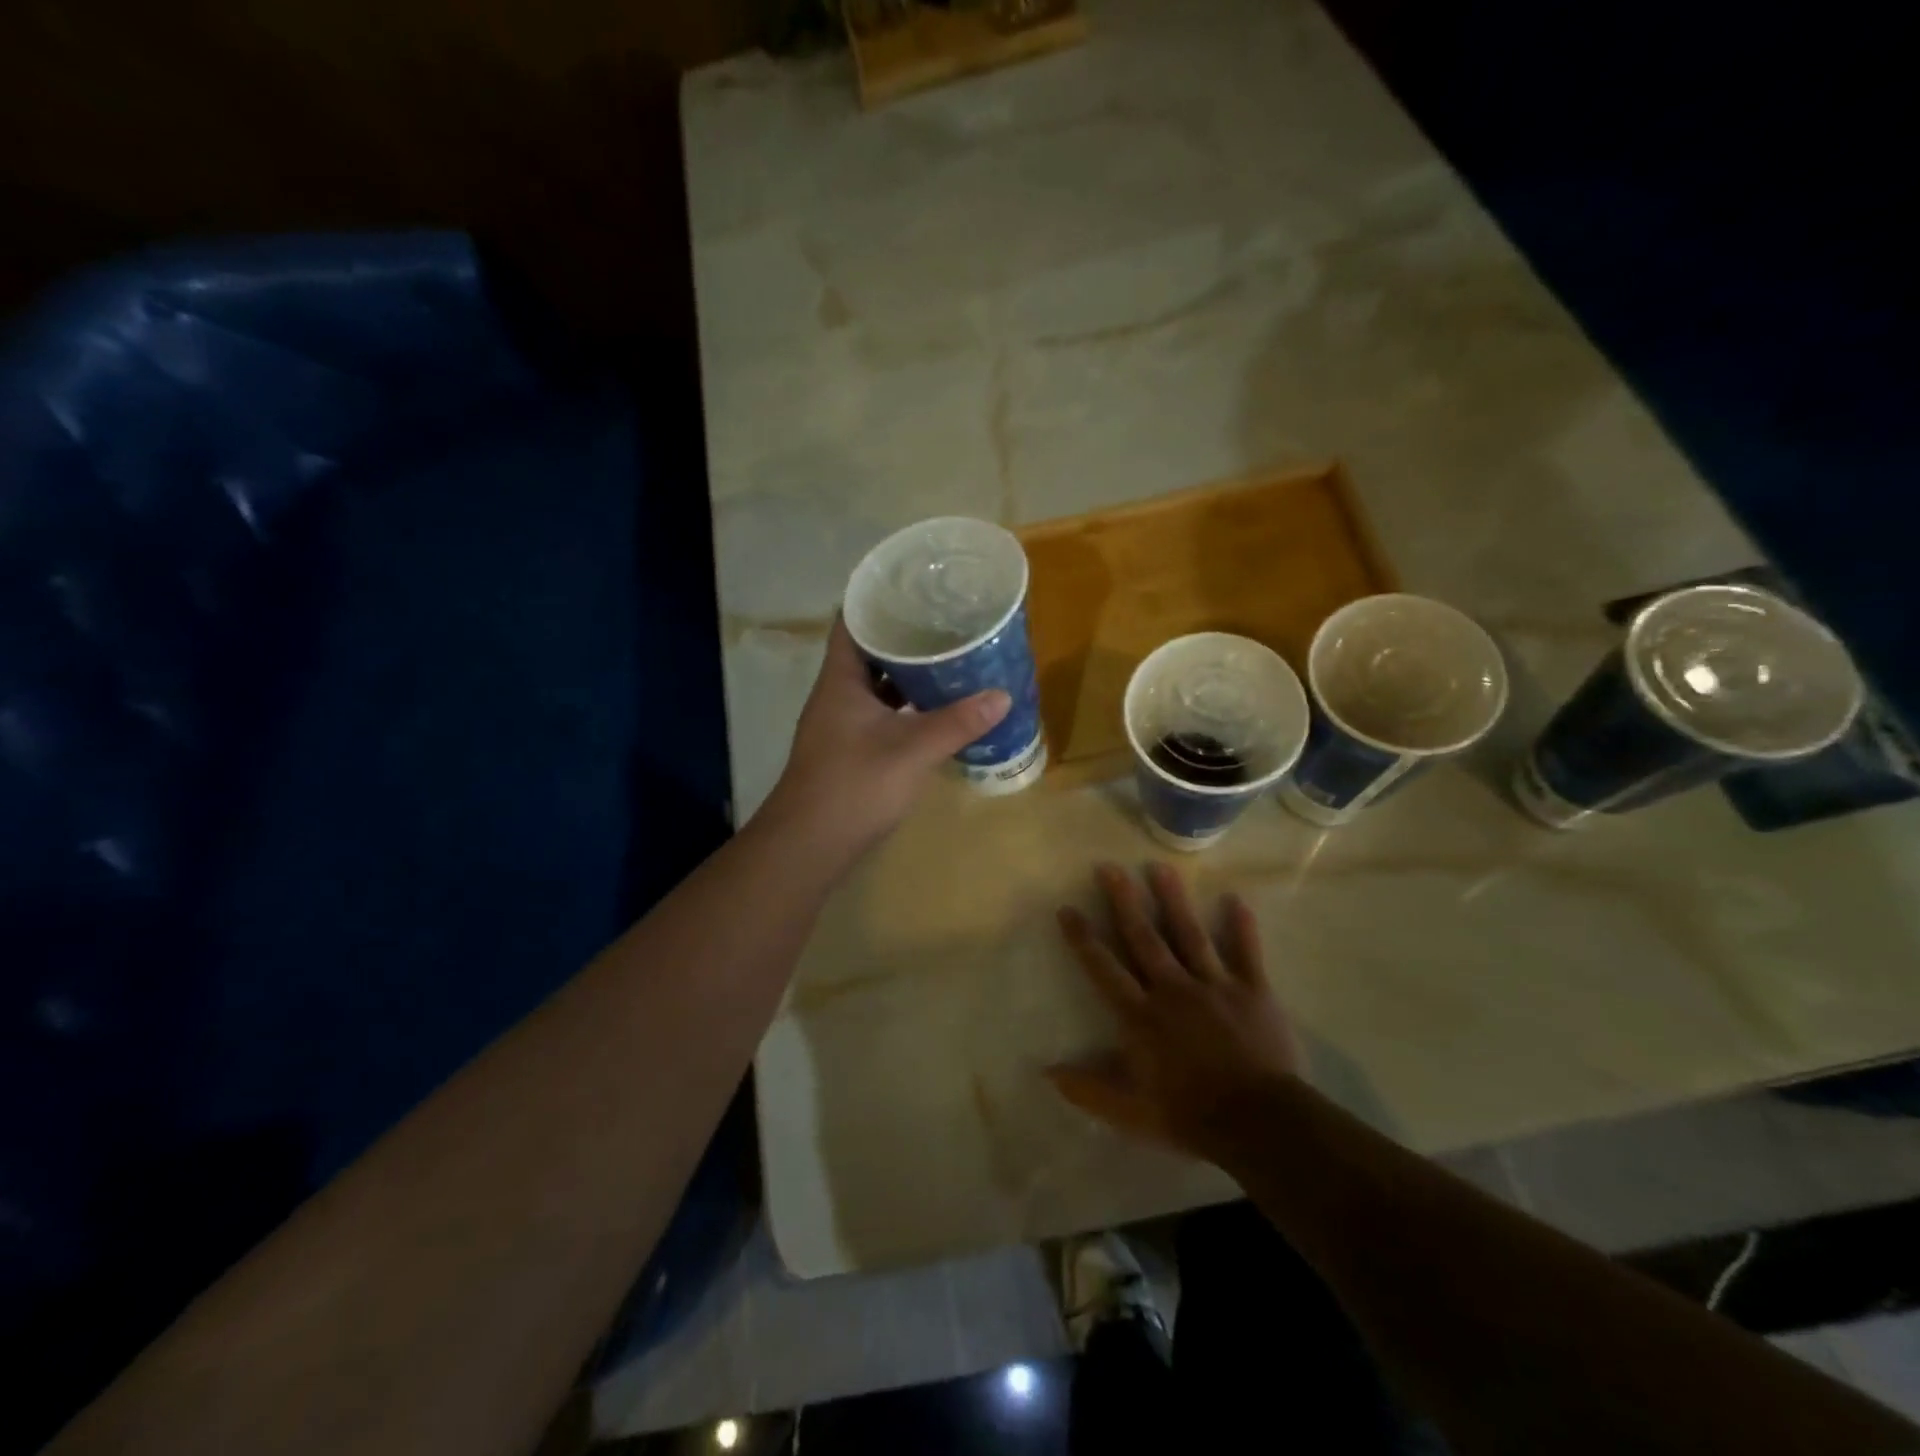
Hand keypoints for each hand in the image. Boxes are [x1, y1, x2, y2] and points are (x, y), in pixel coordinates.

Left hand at [761, 618, 1010, 858]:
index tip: (916, 588)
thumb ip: (957, 723)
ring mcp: (842, 723)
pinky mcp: (850, 749)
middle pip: (869, 651)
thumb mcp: (912, 750)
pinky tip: (935, 709)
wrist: (810, 844)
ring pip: (876, 685)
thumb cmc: (855, 785)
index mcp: (841, 680)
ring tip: (948, 658)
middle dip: (905, 637)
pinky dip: (905, 707)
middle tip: (946, 622)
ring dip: (907, 674)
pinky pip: (881, 713)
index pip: (852, 621)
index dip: (878, 600)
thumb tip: (1002, 695)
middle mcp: (837, 694)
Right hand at [1050, 862, 1299, 1166]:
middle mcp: (1173, 990)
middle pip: (1144, 938)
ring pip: (1190, 935)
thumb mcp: (1130, 1113)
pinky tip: (1237, 899)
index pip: (1104, 969)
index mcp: (1141, 1016)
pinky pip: (1246, 953)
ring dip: (1173, 900)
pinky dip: (1242, 927)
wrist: (1260, 1123)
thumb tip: (1047, 1072)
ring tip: (1160, 868)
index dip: (1083, 938)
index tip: (1067, 908)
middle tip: (1109, 867)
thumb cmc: (1190, 1116)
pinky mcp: (1253, 991)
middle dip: (1124, 901)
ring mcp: (1214, 986)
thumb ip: (1089, 1089)